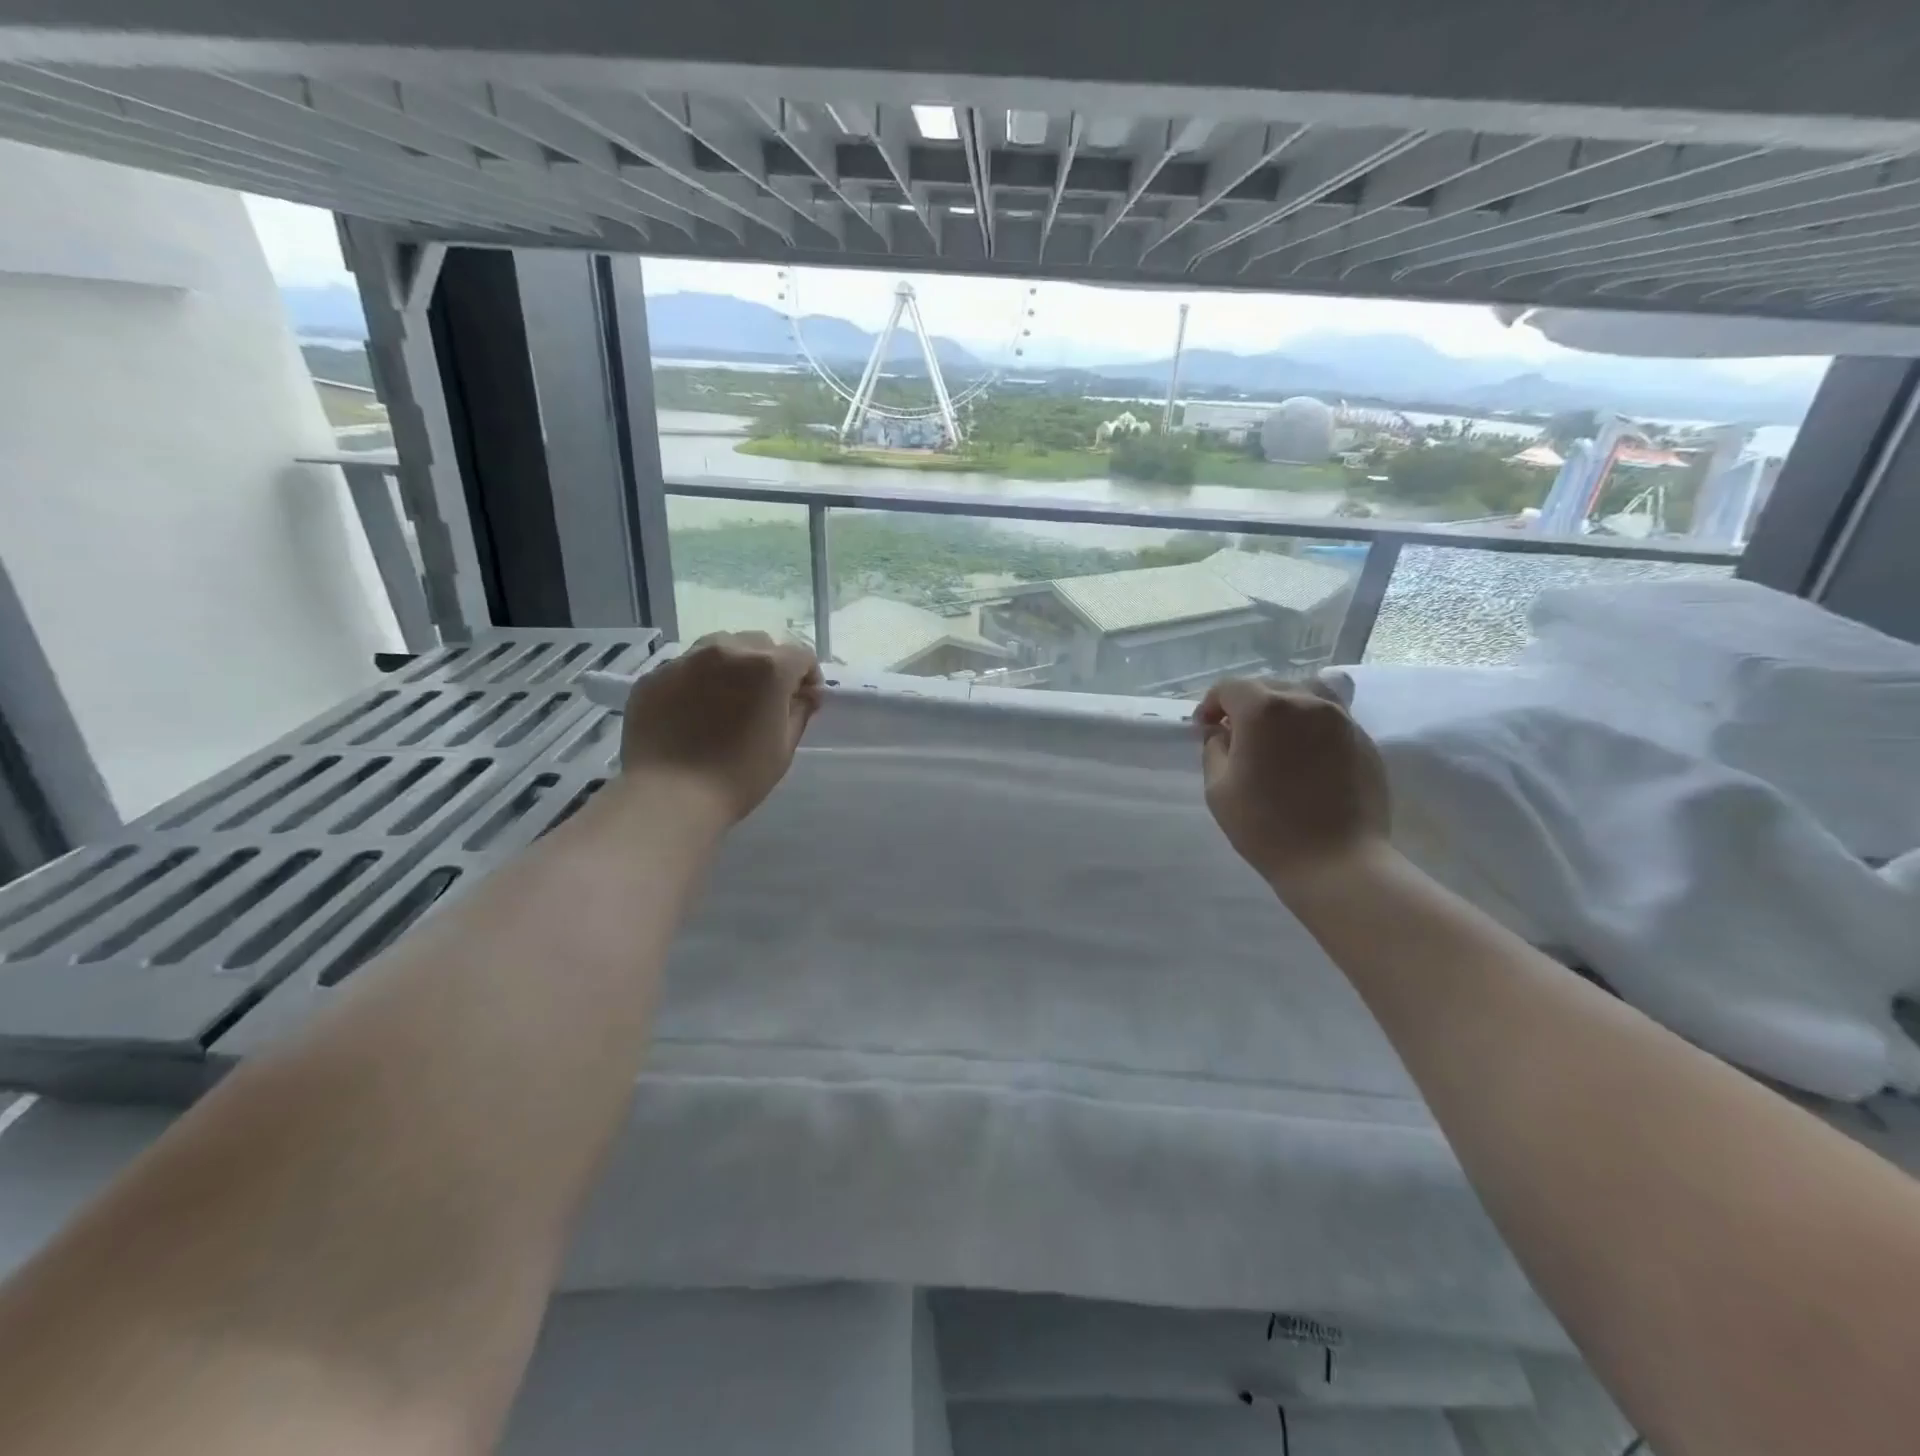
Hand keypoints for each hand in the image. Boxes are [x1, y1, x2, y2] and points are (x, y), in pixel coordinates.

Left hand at [620, 633, 822, 821]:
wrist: (668, 796)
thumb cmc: (738, 777)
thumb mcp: (783, 747)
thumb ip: (800, 711)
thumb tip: (807, 693)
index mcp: (768, 668)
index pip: (801, 655)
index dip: (808, 676)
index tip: (804, 700)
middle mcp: (727, 651)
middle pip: (760, 644)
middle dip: (770, 665)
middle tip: (766, 699)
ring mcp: (686, 660)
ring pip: (720, 647)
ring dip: (733, 665)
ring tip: (728, 698)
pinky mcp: (654, 676)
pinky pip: (686, 667)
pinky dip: (698, 680)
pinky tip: (693, 711)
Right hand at [1194, 675, 1391, 887]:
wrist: (1337, 862)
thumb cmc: (1266, 827)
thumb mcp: (1218, 789)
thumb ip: (1214, 749)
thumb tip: (1222, 733)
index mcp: (1264, 710)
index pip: (1230, 688)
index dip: (1211, 705)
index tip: (1204, 729)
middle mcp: (1306, 702)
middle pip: (1268, 687)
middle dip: (1245, 706)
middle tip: (1235, 737)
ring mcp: (1341, 719)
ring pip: (1304, 697)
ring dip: (1281, 710)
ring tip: (1274, 740)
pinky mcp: (1363, 741)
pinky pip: (1329, 720)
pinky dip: (1309, 728)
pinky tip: (1303, 758)